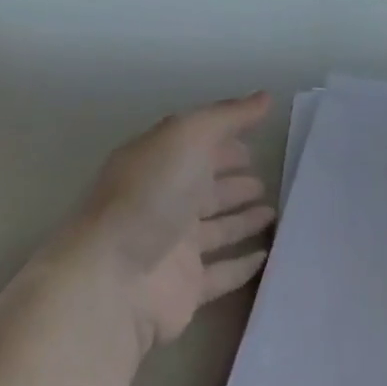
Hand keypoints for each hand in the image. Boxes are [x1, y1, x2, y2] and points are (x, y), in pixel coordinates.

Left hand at [70, 93, 276, 351]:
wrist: (113, 282)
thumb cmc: (150, 197)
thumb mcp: (188, 137)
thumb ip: (227, 116)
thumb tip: (265, 97)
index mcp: (156, 165)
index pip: (195, 147)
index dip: (224, 142)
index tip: (256, 143)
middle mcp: (162, 203)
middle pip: (204, 189)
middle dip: (233, 182)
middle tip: (266, 180)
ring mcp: (173, 248)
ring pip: (215, 230)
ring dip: (242, 220)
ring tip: (273, 213)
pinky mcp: (185, 288)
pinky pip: (221, 273)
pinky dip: (243, 265)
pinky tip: (266, 256)